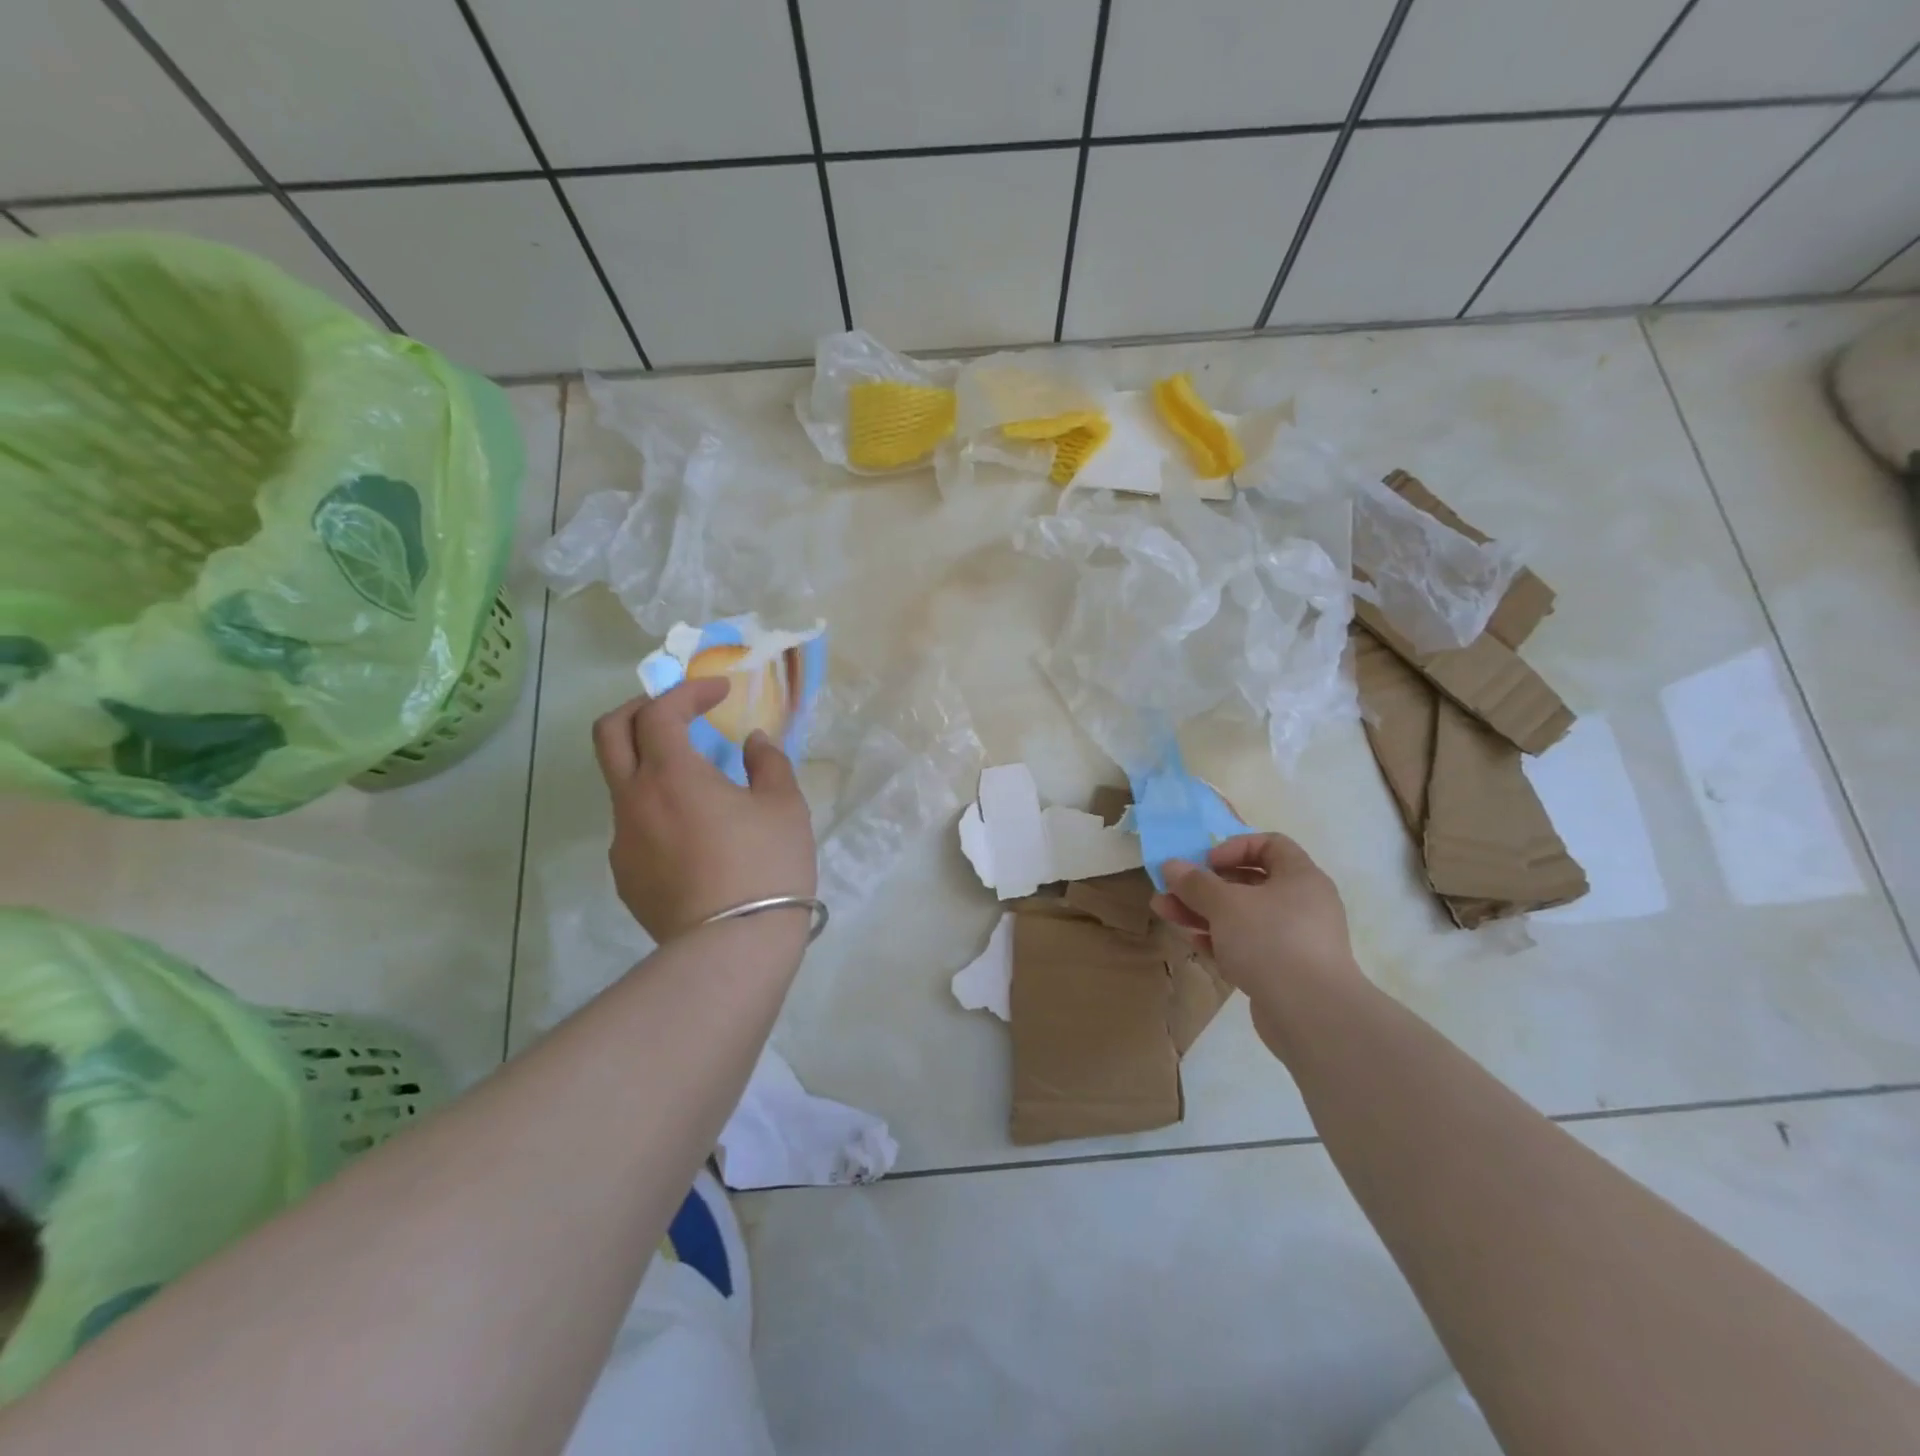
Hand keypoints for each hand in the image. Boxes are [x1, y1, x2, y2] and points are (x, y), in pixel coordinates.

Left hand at [593, 680, 816, 943]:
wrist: (732, 948)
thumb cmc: (765, 866)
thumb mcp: (785, 806)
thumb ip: (768, 763)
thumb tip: (751, 743)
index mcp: (671, 774)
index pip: (660, 712)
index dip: (688, 692)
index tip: (720, 692)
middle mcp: (633, 800)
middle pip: (610, 733)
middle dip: (641, 709)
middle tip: (678, 712)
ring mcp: (622, 841)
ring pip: (621, 783)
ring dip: (651, 764)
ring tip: (698, 782)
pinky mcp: (625, 876)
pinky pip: (633, 826)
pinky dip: (656, 809)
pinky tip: (694, 834)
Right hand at [1151, 833, 1361, 1056]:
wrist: (1311, 1014)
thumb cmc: (1271, 940)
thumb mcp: (1225, 904)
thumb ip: (1195, 883)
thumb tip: (1172, 865)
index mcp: (1301, 877)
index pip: (1270, 845)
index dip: (1235, 847)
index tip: (1207, 862)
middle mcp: (1303, 904)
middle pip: (1249, 883)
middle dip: (1205, 885)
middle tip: (1171, 890)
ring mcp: (1295, 940)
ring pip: (1243, 917)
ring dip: (1203, 912)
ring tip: (1165, 913)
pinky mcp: (1284, 971)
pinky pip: (1248, 946)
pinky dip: (1221, 941)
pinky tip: (1194, 943)